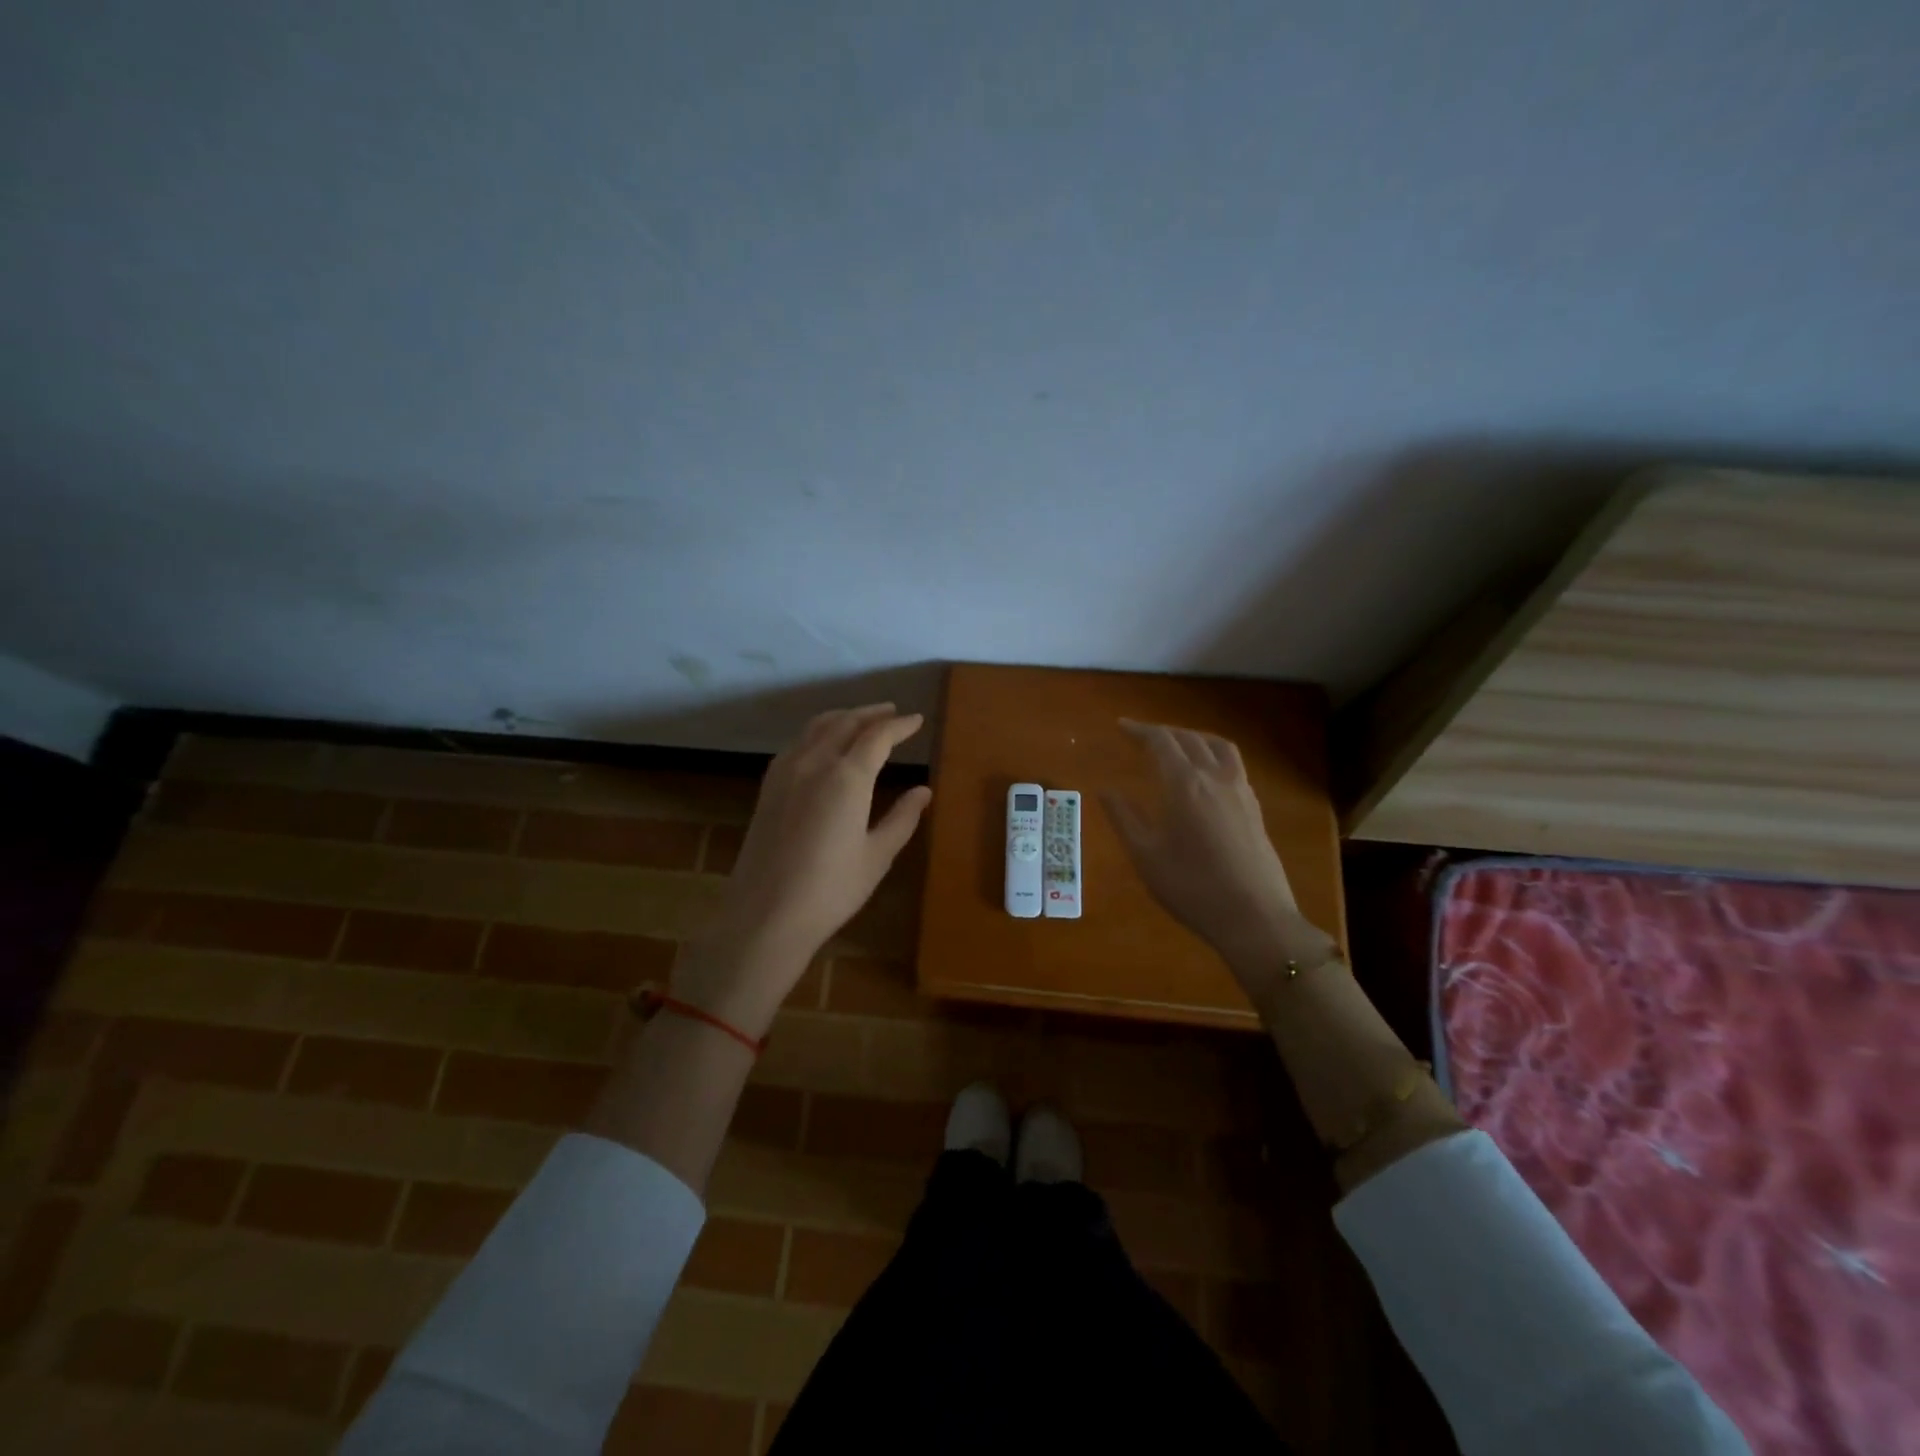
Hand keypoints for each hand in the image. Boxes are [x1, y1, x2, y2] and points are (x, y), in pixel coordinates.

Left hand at [674, 704, 931, 1036]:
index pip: (878, 736)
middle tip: (892, 712)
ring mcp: (786, 772)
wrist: (765, 914)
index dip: (900, 725)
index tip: (917, 721)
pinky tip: (823, 745)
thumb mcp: (877, 856)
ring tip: (861, 719)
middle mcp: (814, 762)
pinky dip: (817, 732)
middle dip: (871, 714)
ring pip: (817, 727)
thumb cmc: (831, 889)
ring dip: (843, 716)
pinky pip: (797, 743)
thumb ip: (903, 818)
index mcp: (847, 777)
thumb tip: (924, 791)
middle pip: (845, 722)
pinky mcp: (768, 787)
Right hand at [1103, 720, 1333, 979]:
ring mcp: (1240, 791)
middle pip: (1189, 738)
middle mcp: (1214, 777)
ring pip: (1218, 746)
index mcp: (1183, 784)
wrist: (1254, 918)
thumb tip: (1105, 790)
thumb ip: (1124, 818)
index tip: (1121, 726)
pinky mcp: (1254, 808)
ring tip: (1178, 744)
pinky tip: (1207, 774)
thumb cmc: (1191, 887)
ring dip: (1194, 737)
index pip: (1160, 741)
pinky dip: (1215, 754)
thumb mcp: (1145, 856)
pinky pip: (1233, 764)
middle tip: (1142, 736)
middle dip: (1164, 732)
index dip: (1140, 730)